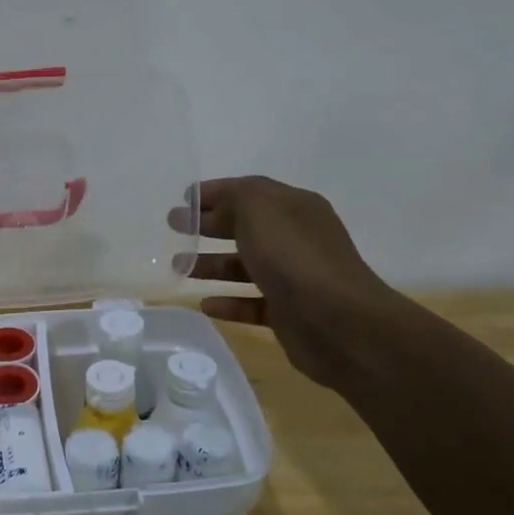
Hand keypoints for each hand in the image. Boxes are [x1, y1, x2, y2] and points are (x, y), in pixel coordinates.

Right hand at [179, 177, 404, 390]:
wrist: (339, 323)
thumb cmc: (294, 258)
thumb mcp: (259, 210)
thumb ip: (233, 198)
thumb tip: (216, 208)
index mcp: (294, 208)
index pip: (250, 191)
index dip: (215, 192)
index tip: (182, 199)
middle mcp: (296, 239)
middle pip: (245, 227)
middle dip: (209, 226)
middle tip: (174, 228)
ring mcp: (294, 277)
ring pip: (245, 266)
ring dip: (212, 265)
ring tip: (179, 267)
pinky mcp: (288, 313)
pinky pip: (251, 303)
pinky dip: (228, 302)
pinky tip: (206, 304)